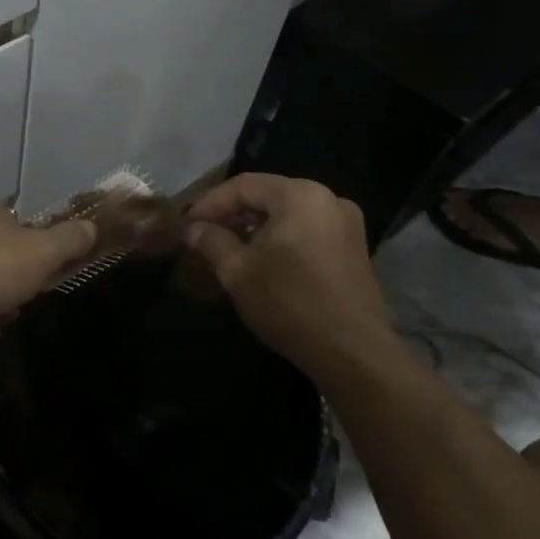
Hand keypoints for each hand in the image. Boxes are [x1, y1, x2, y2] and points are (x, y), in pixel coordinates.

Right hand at [182, 174, 394, 371]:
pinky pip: (306, 229)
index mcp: (300, 195)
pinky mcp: (353, 248)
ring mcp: (346, 224)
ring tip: (226, 246)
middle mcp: (328, 199)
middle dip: (231, 213)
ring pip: (287, 213)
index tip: (186, 224)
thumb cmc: (289, 303)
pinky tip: (260, 258)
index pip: (243, 185)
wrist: (352, 353)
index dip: (209, 203)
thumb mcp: (237, 271)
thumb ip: (211, 241)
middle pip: (267, 195)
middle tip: (202, 234)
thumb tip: (193, 229)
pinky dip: (279, 237)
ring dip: (254, 225)